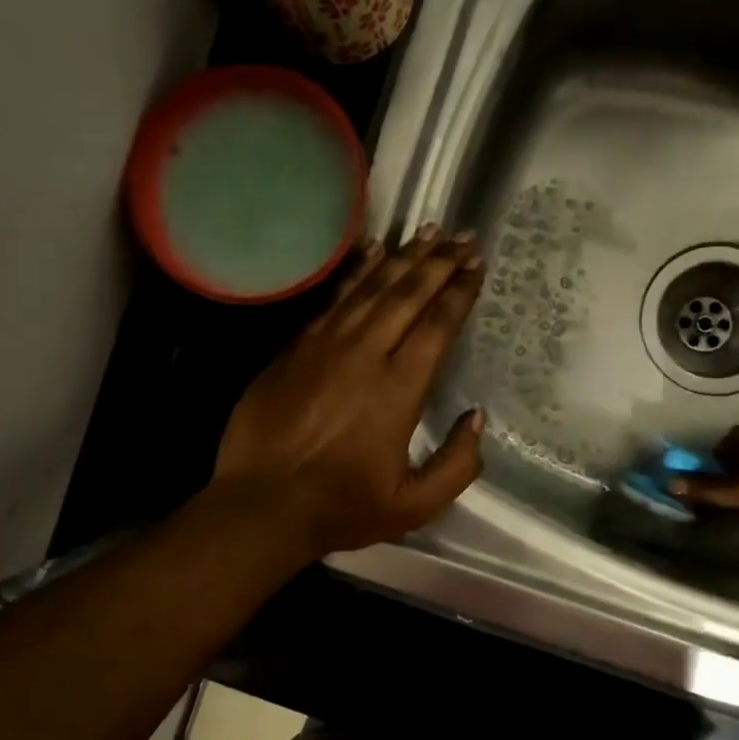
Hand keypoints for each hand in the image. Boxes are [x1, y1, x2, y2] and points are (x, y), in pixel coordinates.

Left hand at [213, 226, 485, 555]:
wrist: (262, 504)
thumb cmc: (341, 507)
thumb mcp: (414, 506)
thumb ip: (457, 465)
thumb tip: (476, 419)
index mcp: (399, 389)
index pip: (437, 325)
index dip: (460, 291)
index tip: (477, 265)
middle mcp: (365, 354)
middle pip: (407, 294)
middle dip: (439, 262)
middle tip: (463, 236)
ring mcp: (325, 345)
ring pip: (371, 288)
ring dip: (403, 257)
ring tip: (427, 232)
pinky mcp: (295, 347)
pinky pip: (333, 299)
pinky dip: (356, 272)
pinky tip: (372, 252)